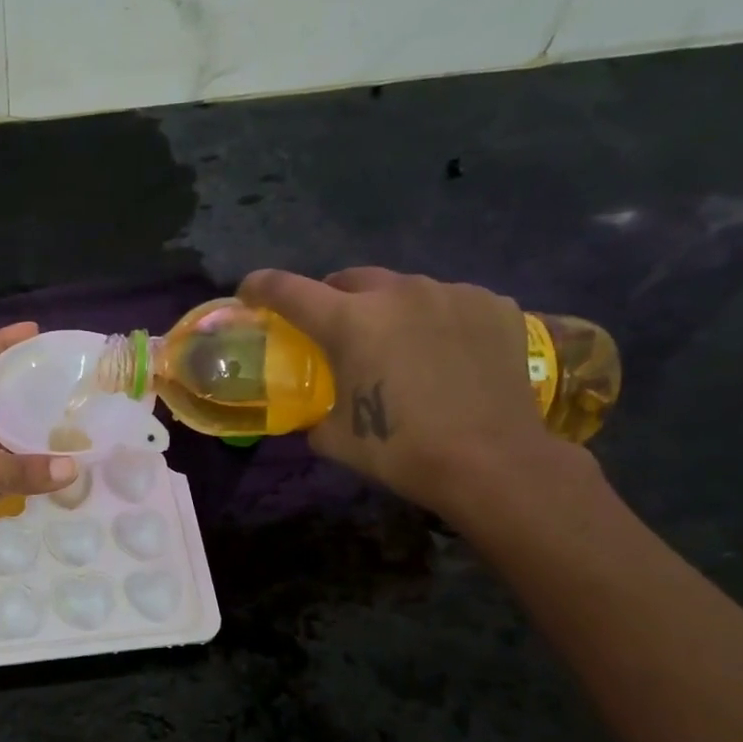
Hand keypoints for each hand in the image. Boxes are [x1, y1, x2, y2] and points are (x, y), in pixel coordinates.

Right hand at [238, 267, 572, 513]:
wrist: (493, 462)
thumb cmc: (402, 451)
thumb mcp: (335, 439)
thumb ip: (314, 413)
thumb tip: (315, 412)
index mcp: (350, 321)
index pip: (289, 290)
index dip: (261, 288)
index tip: (249, 294)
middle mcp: (398, 292)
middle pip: (348, 279)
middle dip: (331, 299)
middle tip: (333, 330)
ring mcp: (451, 293)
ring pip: (402, 288)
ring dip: (387, 309)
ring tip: (397, 345)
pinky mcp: (493, 304)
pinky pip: (449, 301)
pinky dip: (434, 320)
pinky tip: (444, 353)